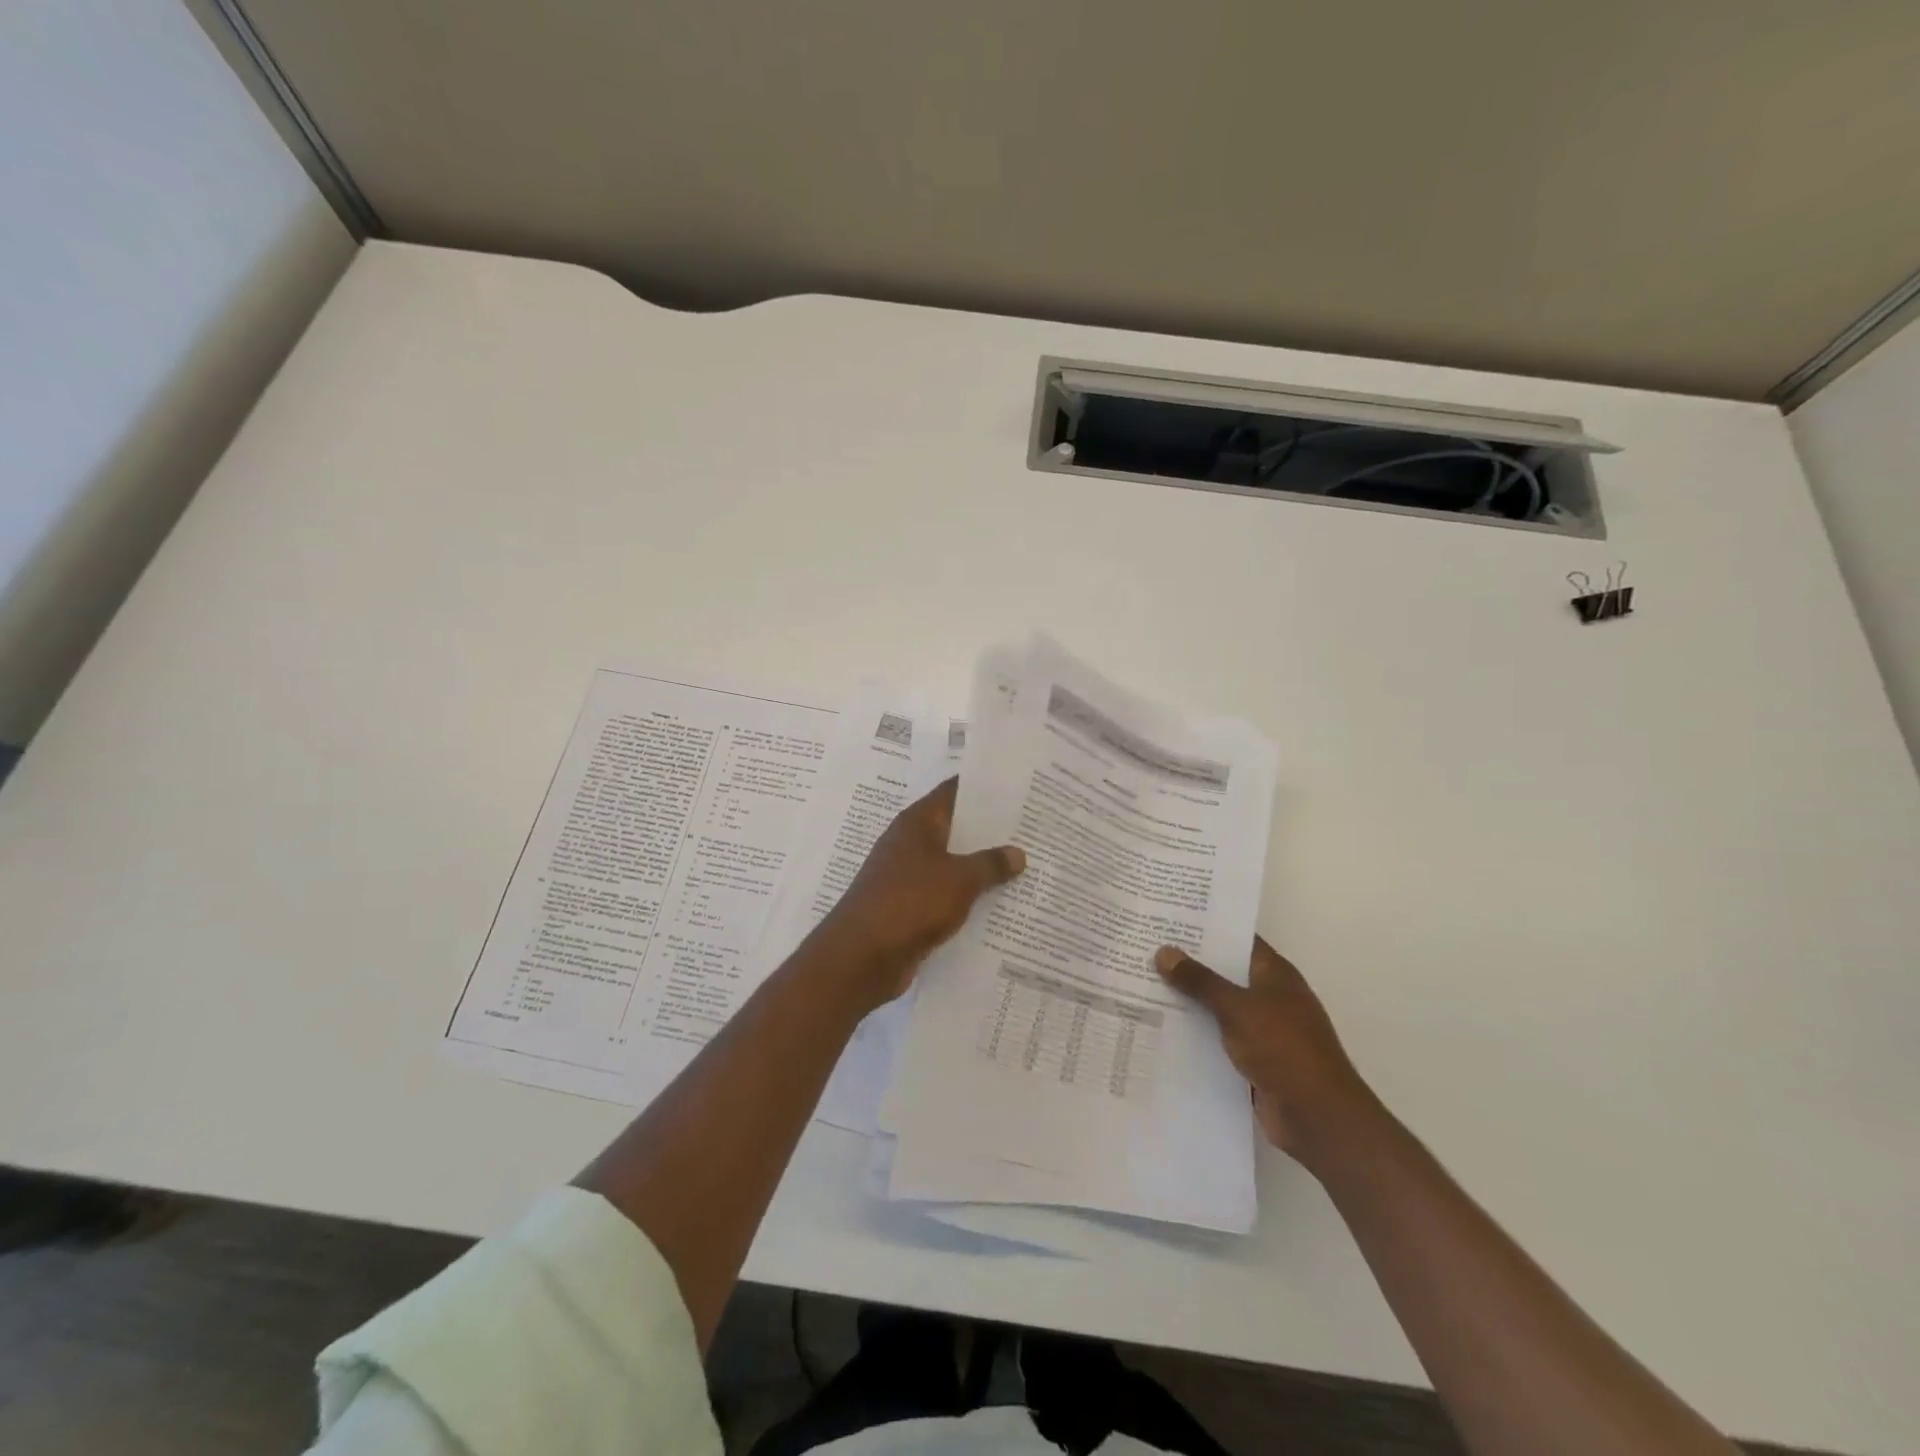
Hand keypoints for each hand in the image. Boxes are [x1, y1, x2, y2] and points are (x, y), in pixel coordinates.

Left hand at [815, 777, 1025, 1009]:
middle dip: (988, 829)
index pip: (953, 792)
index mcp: (917, 823)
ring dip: (979, 865)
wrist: (862, 956)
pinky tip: (996, 902)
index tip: (1015, 786)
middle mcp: (909, 843)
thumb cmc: (910, 902)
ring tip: (1022, 864)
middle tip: (1029, 827)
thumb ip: (990, 864)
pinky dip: (966, 895)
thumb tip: (1017, 853)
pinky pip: (944, 893)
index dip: (983, 787)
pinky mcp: (907, 907)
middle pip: (954, 828)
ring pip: (950, 863)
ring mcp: (905, 876)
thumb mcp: (960, 879)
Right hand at [1154, 937, 1373, 1167]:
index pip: (1237, 940)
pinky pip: (1217, 1040)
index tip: (1169, 919)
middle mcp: (1269, 997)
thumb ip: (1200, 981)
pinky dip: (1194, 1035)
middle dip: (1188, 964)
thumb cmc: (1284, 1049)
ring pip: (1217, 1008)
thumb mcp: (1238, 1008)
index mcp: (1274, 975)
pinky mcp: (1252, 1061)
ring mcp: (1262, 1031)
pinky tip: (1159, 1029)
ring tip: (1142, 985)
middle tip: (1145, 949)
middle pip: (1224, 973)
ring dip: (1188, 1002)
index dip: (1206, 929)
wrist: (1318, 1117)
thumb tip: (1164, 951)